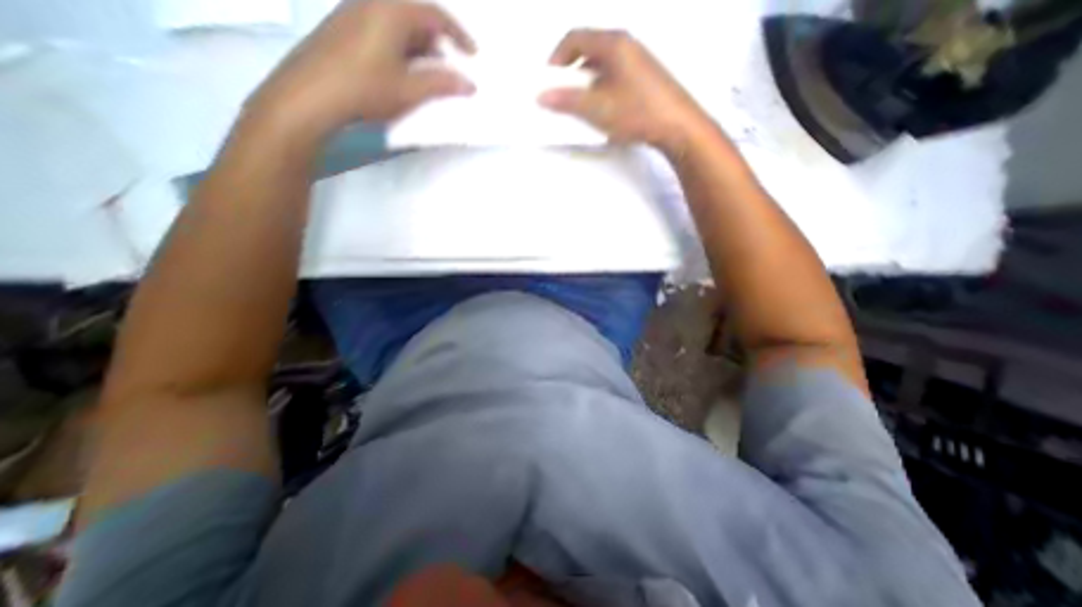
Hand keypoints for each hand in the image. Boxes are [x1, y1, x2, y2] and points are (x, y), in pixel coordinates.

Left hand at [254, 1, 477, 137]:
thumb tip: (469, 84)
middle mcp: (372, 2)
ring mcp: (354, 13)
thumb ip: (442, 84)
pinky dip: (401, 49)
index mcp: (392, 10)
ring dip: (420, 48)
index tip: (473, 54)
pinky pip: (383, 32)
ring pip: (399, 26)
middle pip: (415, 17)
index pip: (435, 15)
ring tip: (430, 75)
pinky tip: (403, 72)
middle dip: (438, 43)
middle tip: (451, 68)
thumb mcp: (410, 89)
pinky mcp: (344, 29)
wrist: (311, 94)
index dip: (458, 35)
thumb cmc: (366, 87)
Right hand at [540, 32, 711, 156]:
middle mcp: (626, 45)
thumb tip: (542, 96)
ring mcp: (637, 61)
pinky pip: (614, 76)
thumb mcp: (597, 108)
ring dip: (585, 83)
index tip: (548, 81)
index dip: (556, 58)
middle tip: (563, 96)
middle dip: (570, 73)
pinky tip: (603, 110)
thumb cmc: (637, 112)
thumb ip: (567, 101)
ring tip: (582, 107)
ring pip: (601, 65)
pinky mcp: (644, 78)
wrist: (677, 126)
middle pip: (588, 50)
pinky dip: (600, 89)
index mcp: (613, 44)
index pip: (575, 38)